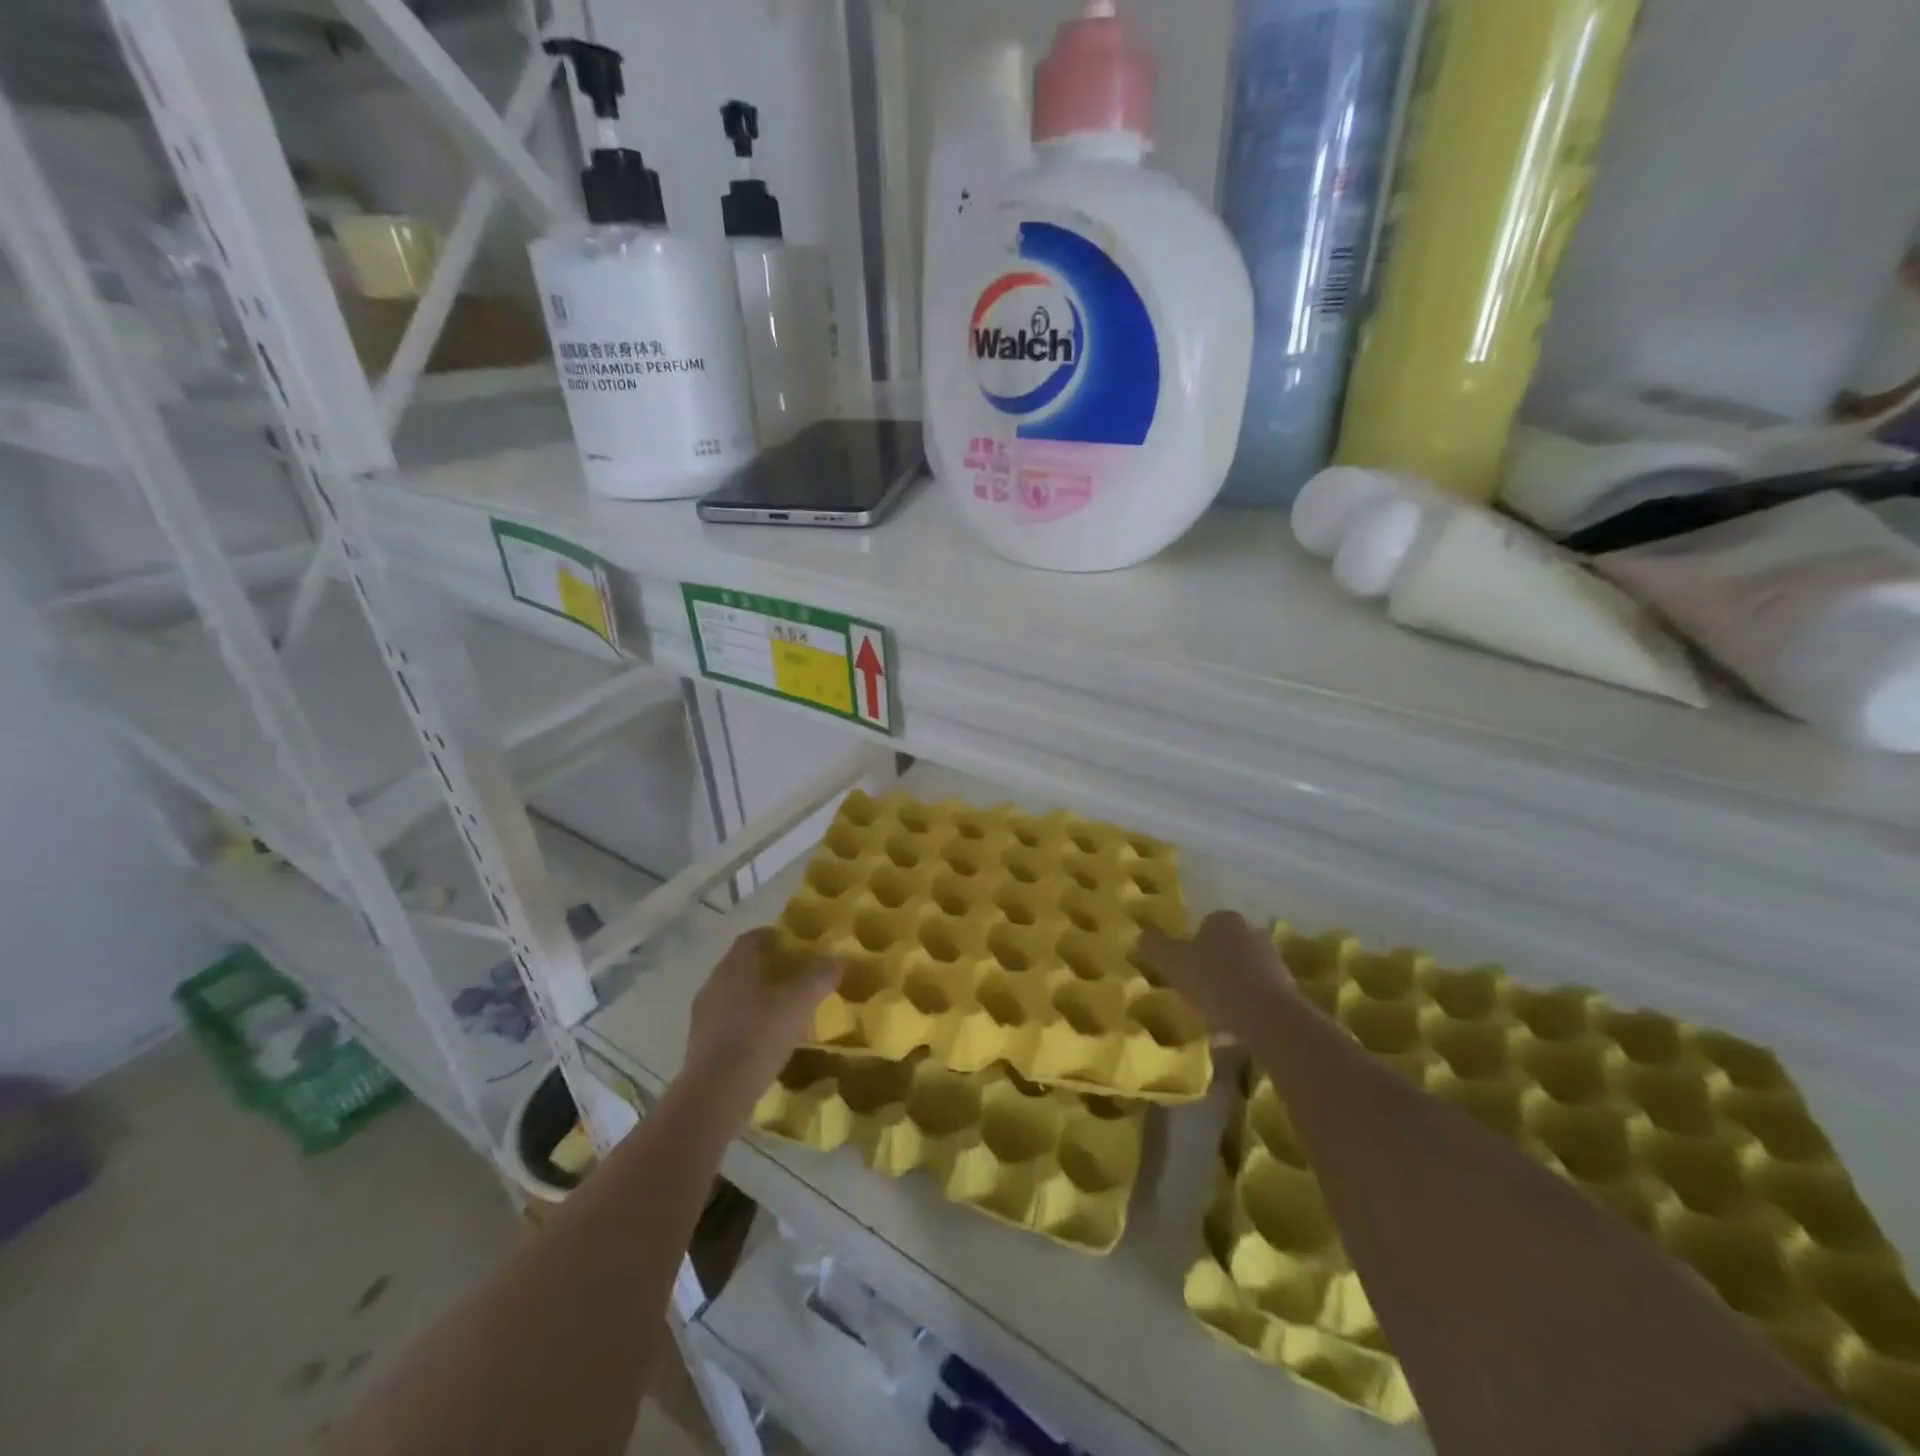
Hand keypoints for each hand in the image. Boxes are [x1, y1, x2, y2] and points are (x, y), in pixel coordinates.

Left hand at [683, 930, 838, 1109]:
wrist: (716, 1092)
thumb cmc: (761, 1034)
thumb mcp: (801, 1001)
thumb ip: (821, 974)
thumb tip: (837, 958)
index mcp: (735, 964)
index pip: (754, 937)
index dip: (777, 936)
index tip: (798, 946)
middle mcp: (714, 981)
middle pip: (744, 965)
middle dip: (770, 967)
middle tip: (797, 978)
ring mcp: (704, 1013)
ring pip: (735, 993)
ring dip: (758, 996)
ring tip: (784, 1010)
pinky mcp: (700, 1043)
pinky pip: (728, 1021)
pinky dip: (747, 1022)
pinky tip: (765, 1039)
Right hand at [1138, 911, 1299, 1045]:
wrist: (1269, 1019)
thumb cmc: (1215, 982)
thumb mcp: (1171, 962)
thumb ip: (1153, 945)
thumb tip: (1141, 934)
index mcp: (1225, 920)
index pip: (1203, 927)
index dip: (1189, 949)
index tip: (1182, 972)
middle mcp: (1253, 933)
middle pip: (1224, 951)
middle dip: (1211, 971)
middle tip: (1195, 996)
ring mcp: (1274, 961)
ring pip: (1241, 976)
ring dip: (1228, 994)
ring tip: (1214, 1023)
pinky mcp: (1289, 990)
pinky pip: (1258, 998)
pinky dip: (1245, 1011)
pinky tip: (1234, 1033)